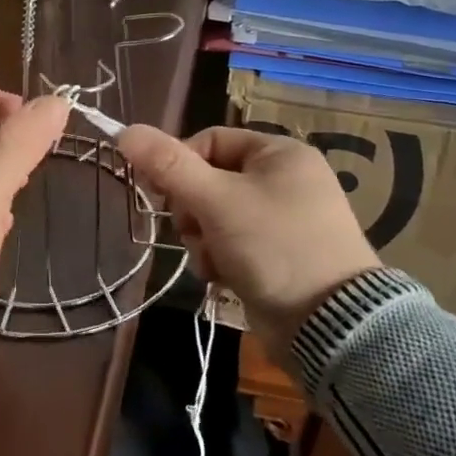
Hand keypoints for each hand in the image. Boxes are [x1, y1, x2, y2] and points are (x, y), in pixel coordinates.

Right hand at [117, 125, 380, 362]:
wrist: (330, 325)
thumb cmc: (273, 245)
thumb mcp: (215, 200)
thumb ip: (168, 165)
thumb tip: (125, 131)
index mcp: (279, 153)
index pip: (209, 140)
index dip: (179, 164)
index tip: (161, 192)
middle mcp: (285, 179)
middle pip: (209, 179)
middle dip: (192, 210)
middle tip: (193, 230)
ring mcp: (284, 219)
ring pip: (215, 215)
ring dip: (202, 239)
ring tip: (213, 261)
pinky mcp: (280, 254)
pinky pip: (233, 243)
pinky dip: (221, 258)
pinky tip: (224, 277)